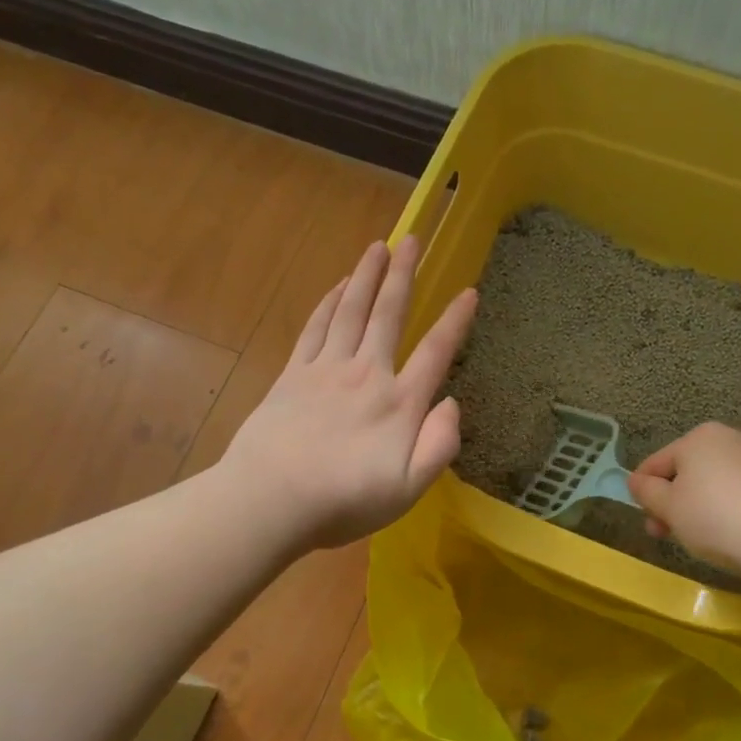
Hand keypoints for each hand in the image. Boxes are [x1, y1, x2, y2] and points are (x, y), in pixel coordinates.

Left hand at [220, 237, 477, 551]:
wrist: (270, 499)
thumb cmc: (344, 500)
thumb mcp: (408, 489)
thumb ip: (439, 445)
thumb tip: (452, 403)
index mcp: (399, 403)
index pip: (435, 352)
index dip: (455, 321)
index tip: (469, 291)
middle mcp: (366, 374)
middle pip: (389, 314)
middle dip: (403, 274)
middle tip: (412, 239)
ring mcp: (326, 370)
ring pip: (351, 310)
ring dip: (366, 276)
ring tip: (378, 246)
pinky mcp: (293, 374)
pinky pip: (316, 327)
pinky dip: (329, 302)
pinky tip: (338, 287)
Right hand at [626, 423, 740, 581]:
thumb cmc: (713, 517)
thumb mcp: (667, 506)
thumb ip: (645, 491)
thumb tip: (637, 481)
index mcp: (698, 436)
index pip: (656, 462)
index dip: (643, 491)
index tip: (645, 520)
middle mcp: (729, 438)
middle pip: (686, 472)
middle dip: (672, 503)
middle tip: (666, 534)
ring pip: (712, 484)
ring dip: (697, 508)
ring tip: (698, 539)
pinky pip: (738, 494)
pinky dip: (726, 511)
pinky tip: (727, 536)